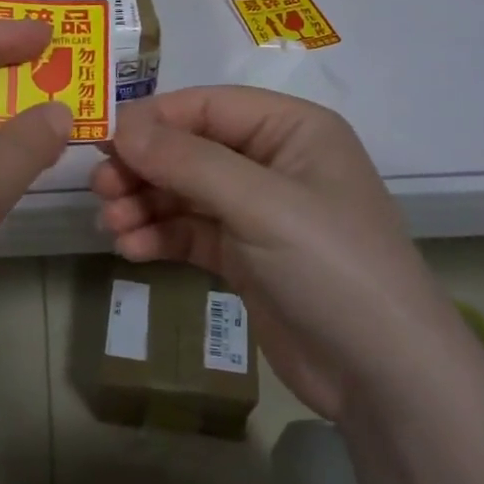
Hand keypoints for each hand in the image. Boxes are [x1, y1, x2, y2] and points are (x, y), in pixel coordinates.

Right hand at [91, 87, 456, 420]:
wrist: (383, 377)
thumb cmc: (331, 266)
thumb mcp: (260, 204)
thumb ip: (187, 161)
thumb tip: (121, 127)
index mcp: (291, 129)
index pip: (207, 106)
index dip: (152, 120)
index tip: (103, 143)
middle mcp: (272, 162)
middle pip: (189, 148)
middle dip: (143, 168)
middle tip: (100, 190)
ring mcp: (257, 211)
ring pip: (183, 192)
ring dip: (143, 204)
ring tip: (111, 226)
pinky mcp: (244, 256)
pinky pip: (189, 231)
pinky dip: (159, 235)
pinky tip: (132, 249)